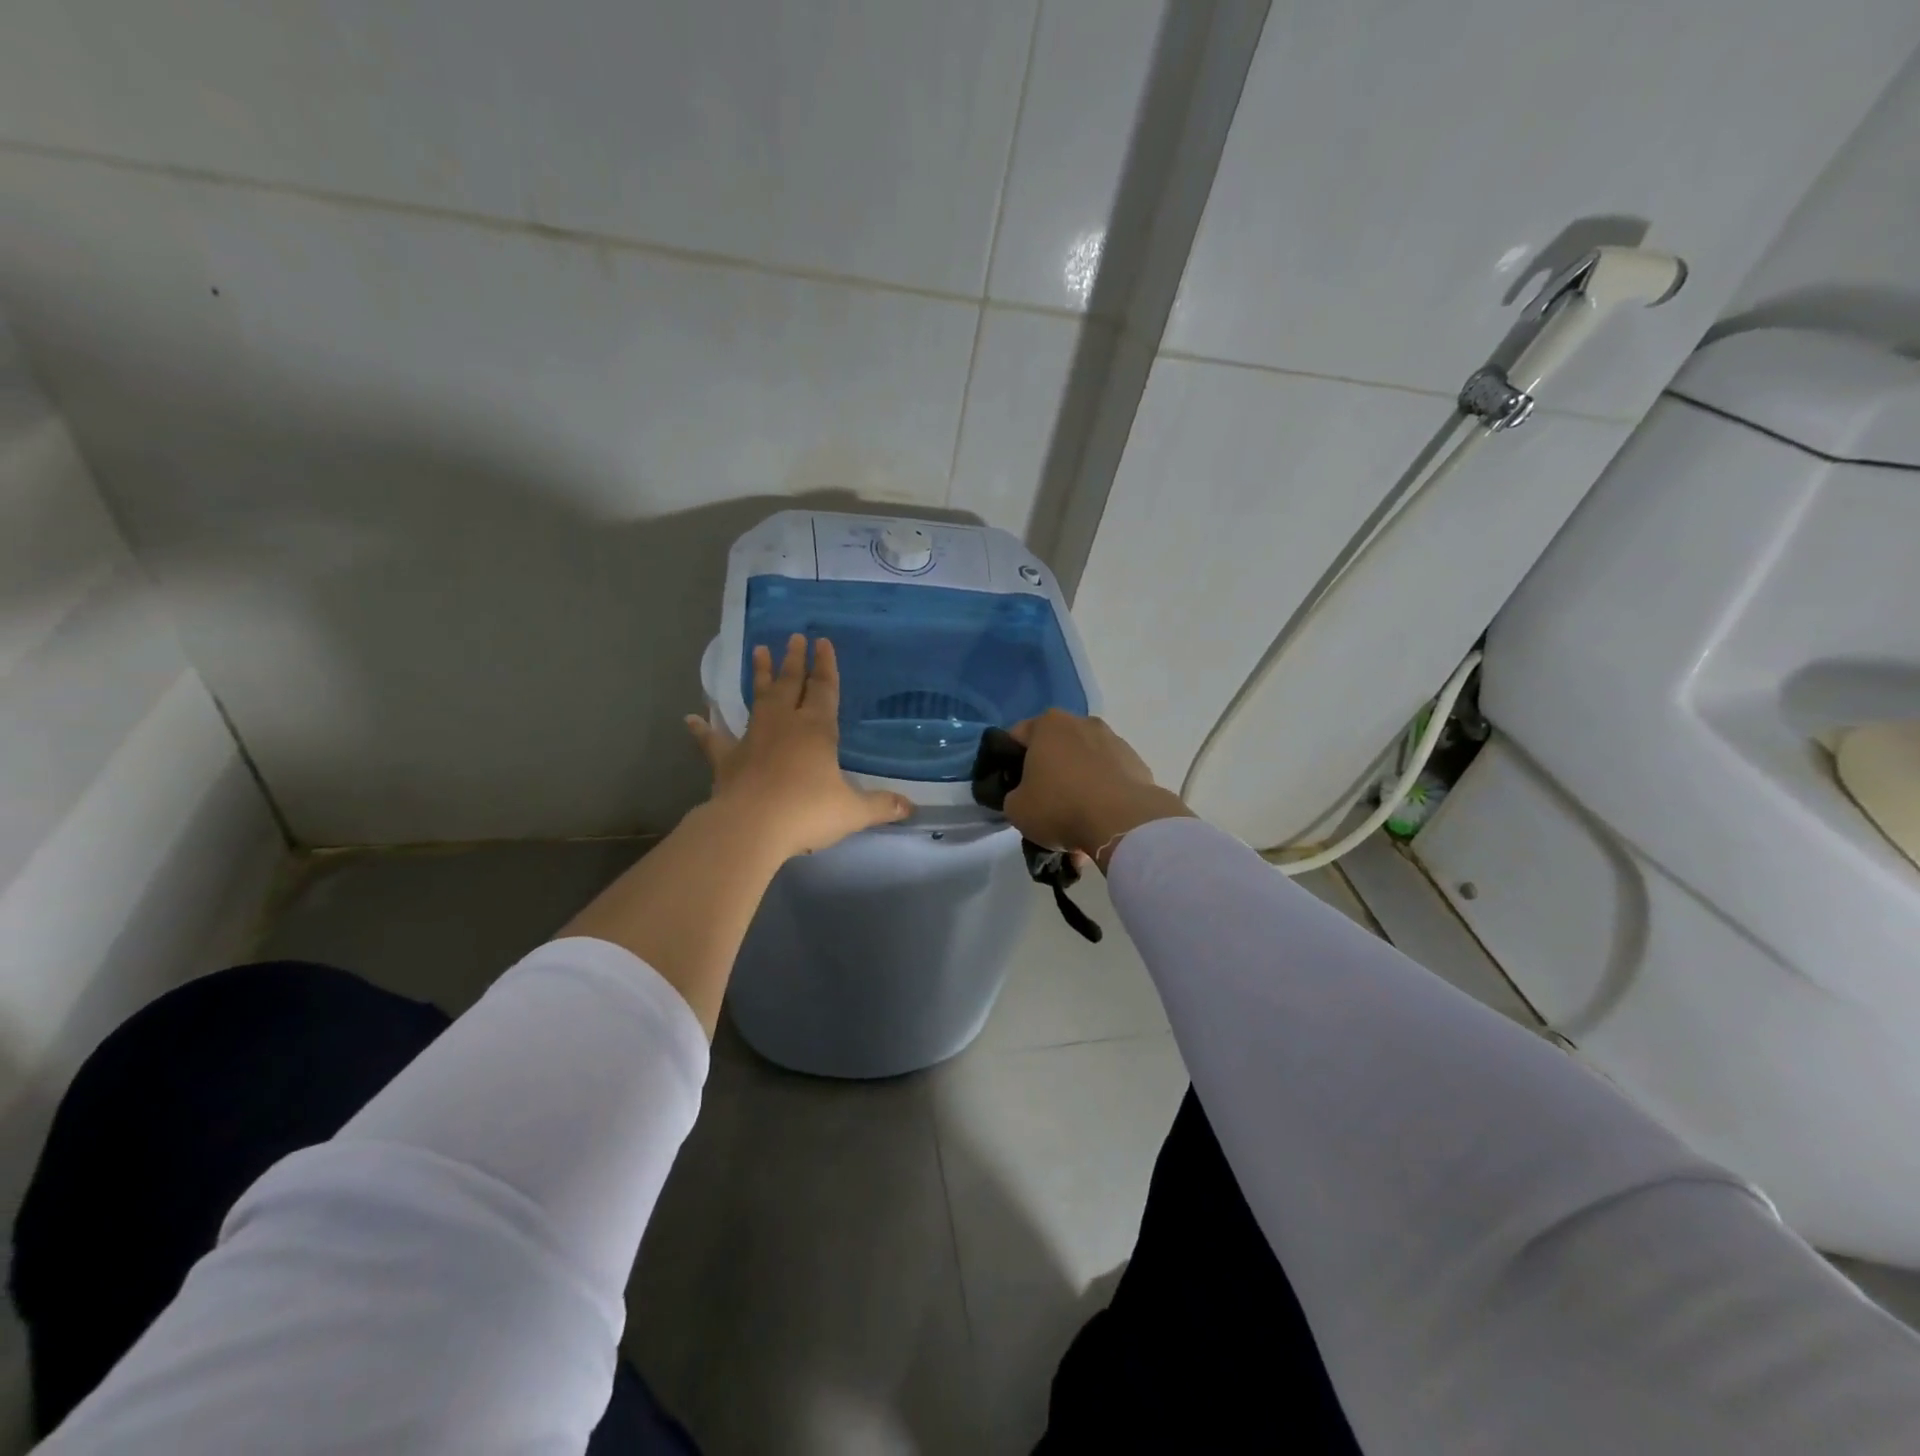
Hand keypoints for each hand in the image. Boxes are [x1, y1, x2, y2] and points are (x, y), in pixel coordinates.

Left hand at [687, 634, 910, 859]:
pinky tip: (690, 719)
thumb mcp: (852, 811)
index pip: (824, 690)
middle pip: (791, 685)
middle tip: (795, 637)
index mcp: (817, 730)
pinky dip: (702, 730)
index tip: (823, 642)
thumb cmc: (807, 812)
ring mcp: (752, 739)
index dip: (826, 667)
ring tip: (759, 651)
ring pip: (758, 700)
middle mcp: (784, 725)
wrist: (751, 827)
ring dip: (761, 676)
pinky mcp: (727, 760)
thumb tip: (910, 808)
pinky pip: (714, 741)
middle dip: (795, 661)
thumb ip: (880, 806)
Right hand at [1004, 710, 1192, 869]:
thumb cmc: (1060, 806)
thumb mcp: (1016, 808)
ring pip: (1084, 763)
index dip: (1009, 762)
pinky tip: (1098, 822)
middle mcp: (1082, 723)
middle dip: (1048, 772)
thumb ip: (1013, 795)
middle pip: (1055, 748)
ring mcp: (1113, 740)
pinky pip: (1109, 777)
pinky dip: (1101, 794)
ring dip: (1077, 785)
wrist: (1123, 822)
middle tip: (1043, 804)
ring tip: (1076, 820)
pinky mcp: (1136, 762)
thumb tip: (1024, 795)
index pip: (1017, 736)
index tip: (1012, 787)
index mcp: (1048, 724)